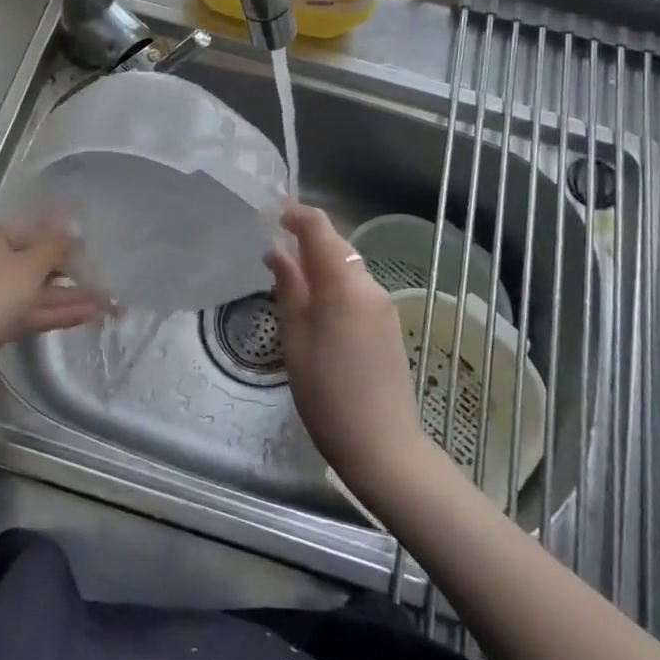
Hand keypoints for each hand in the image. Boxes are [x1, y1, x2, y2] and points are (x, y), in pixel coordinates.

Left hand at [0, 220, 109, 356]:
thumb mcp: (30, 264)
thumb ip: (56, 247)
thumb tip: (74, 232)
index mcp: (0, 238)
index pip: (39, 230)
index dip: (67, 237)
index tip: (93, 243)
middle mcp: (0, 261)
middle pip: (43, 263)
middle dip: (75, 272)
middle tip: (105, 278)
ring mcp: (3, 292)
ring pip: (44, 290)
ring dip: (73, 295)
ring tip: (107, 302)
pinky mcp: (6, 319)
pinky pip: (38, 310)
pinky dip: (61, 311)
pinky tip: (89, 314)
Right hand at [266, 204, 428, 496]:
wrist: (383, 445)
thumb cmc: (327, 393)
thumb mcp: (296, 340)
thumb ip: (289, 288)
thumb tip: (277, 252)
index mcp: (343, 285)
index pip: (320, 229)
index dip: (296, 215)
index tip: (271, 214)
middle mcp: (369, 286)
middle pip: (336, 247)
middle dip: (306, 241)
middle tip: (271, 251)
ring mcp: (383, 306)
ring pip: (347, 269)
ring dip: (319, 265)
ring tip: (288, 281)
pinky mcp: (388, 325)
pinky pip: (356, 290)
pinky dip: (334, 286)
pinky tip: (315, 309)